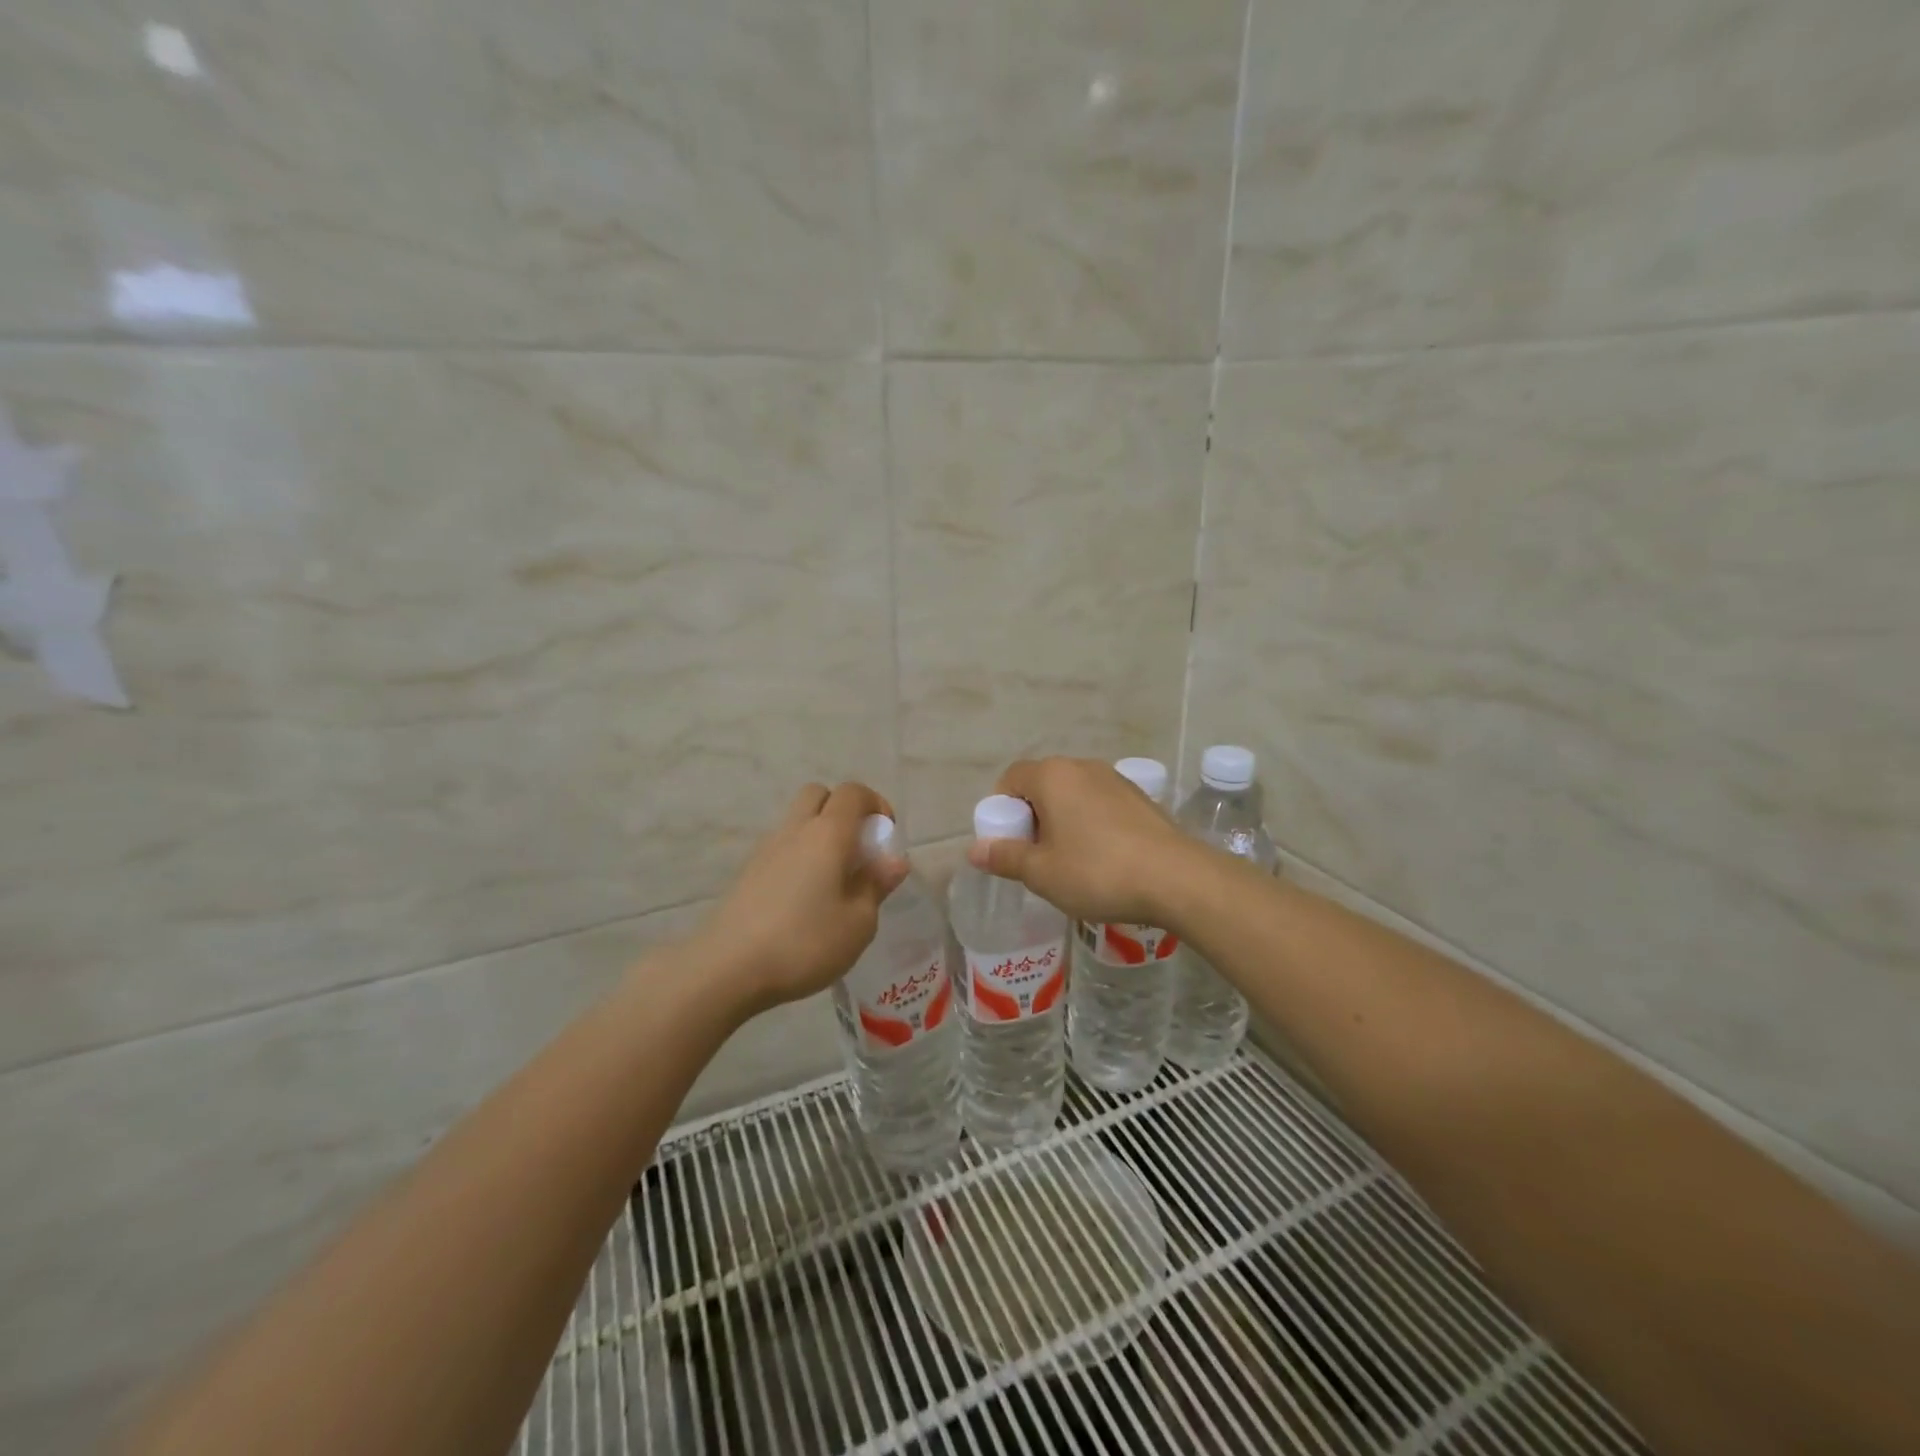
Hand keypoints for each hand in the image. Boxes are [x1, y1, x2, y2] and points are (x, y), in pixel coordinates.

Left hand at [686, 782, 909, 1013]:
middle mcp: (795, 830)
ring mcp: (766, 849)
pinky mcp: (747, 873)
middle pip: (819, 795)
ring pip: (797, 821)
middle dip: (843, 811)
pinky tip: (804, 900)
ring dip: (819, 836)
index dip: (876, 805)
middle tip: (857, 850)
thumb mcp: (858, 923)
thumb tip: (893, 861)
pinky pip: (781, 848)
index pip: (853, 792)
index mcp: (828, 834)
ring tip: (833, 880)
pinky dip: (799, 858)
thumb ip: (876, 886)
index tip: (886, 837)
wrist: (726, 968)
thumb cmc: (804, 942)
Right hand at [966, 757, 1194, 924]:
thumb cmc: (1098, 872)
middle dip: (1032, 816)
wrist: (1177, 879)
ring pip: (1073, 794)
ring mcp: (1116, 779)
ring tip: (1070, 861)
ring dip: (1062, 820)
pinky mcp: (1140, 797)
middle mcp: (1083, 767)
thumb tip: (974, 849)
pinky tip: (1103, 858)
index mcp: (1053, 776)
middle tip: (1036, 856)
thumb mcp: (1042, 872)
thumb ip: (1005, 857)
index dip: (1001, 809)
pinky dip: (1091, 823)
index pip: (1011, 778)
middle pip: (1042, 784)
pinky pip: (1100, 804)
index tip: (1008, 843)